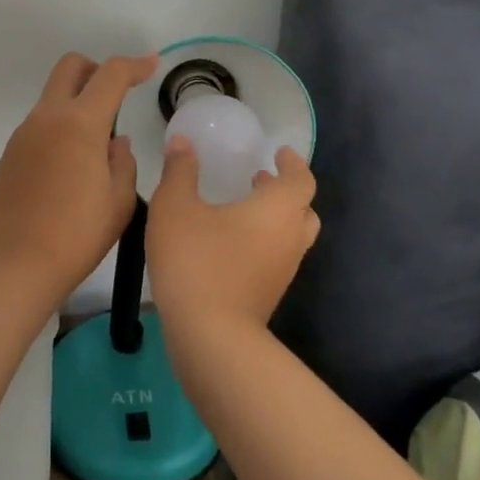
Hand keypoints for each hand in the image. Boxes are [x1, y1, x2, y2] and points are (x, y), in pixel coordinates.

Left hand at [0, 52, 156, 305]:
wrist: (17, 263)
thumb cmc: (77, 234)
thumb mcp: (119, 201)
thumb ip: (123, 161)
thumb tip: (115, 142)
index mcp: (80, 123)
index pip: (110, 75)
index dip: (135, 65)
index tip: (151, 65)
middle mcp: (48, 116)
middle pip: (71, 66)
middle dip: (96, 70)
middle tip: (115, 96)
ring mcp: (25, 132)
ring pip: (53, 95)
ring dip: (77, 102)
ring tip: (95, 146)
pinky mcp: (12, 151)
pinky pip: (41, 123)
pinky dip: (60, 127)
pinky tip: (70, 166)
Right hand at [147, 137, 318, 339]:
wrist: (210, 337)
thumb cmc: (197, 260)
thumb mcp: (175, 205)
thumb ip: (180, 170)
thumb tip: (183, 141)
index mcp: (277, 209)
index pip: (302, 180)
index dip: (293, 164)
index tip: (279, 153)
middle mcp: (289, 238)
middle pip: (304, 210)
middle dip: (285, 192)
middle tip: (260, 179)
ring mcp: (283, 272)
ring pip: (291, 237)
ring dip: (274, 219)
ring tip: (242, 207)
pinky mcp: (269, 296)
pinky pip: (276, 259)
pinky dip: (263, 243)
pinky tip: (229, 243)